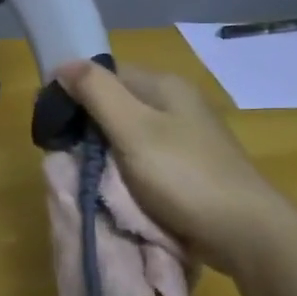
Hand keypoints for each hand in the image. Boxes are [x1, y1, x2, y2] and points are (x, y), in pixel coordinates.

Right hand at [57, 59, 285, 270]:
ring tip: (88, 174)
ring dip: (106, 152)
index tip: (52, 123)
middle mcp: (177, 103)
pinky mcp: (190, 167)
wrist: (244, 231)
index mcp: (164, 85)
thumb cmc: (184, 175)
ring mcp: (186, 136)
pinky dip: (127, 170)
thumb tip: (63, 63)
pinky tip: (118, 188)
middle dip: (90, 126)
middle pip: (118, 103)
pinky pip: (146, 158)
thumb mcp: (133, 129)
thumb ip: (97, 93)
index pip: (107, 74)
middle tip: (67, 154)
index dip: (76, 92)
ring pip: (130, 133)